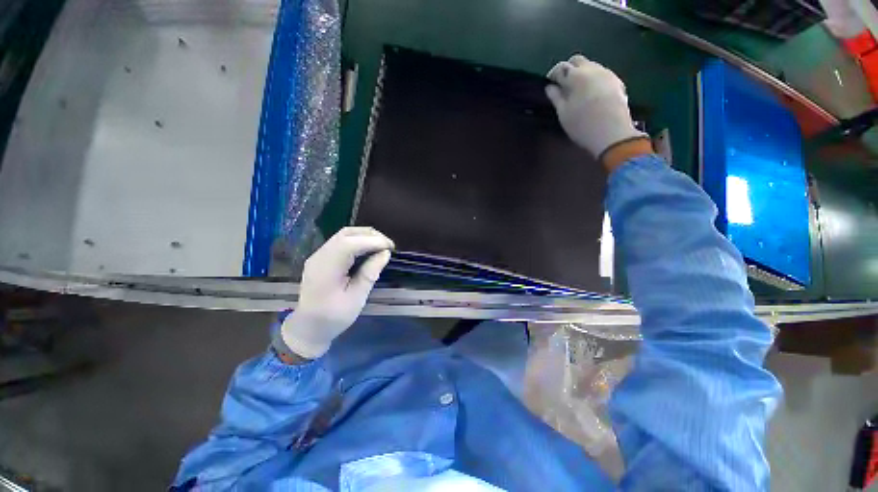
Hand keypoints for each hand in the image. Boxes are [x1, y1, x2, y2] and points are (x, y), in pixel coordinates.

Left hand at [282, 227, 393, 358]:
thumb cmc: (334, 317)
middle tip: (389, 245)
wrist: (309, 327)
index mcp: (326, 269)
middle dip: (371, 235)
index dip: (371, 241)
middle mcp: (320, 256)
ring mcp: (319, 255)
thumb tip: (385, 253)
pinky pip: (342, 241)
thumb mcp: (356, 299)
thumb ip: (370, 274)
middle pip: (346, 234)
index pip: (349, 244)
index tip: (390, 247)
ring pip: (344, 235)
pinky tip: (369, 249)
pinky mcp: (323, 257)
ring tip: (382, 245)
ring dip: (365, 236)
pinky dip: (358, 240)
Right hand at [546, 54, 649, 167]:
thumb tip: (549, 87)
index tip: (549, 85)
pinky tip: (591, 94)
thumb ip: (556, 97)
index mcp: (576, 76)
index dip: (552, 75)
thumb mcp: (563, 113)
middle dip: (568, 69)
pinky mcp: (617, 82)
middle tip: (562, 86)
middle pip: (577, 60)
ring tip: (576, 91)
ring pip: (591, 66)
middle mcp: (593, 69)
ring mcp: (607, 74)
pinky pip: (601, 74)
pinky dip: (593, 80)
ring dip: (581, 74)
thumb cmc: (582, 125)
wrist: (612, 133)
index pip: (561, 67)